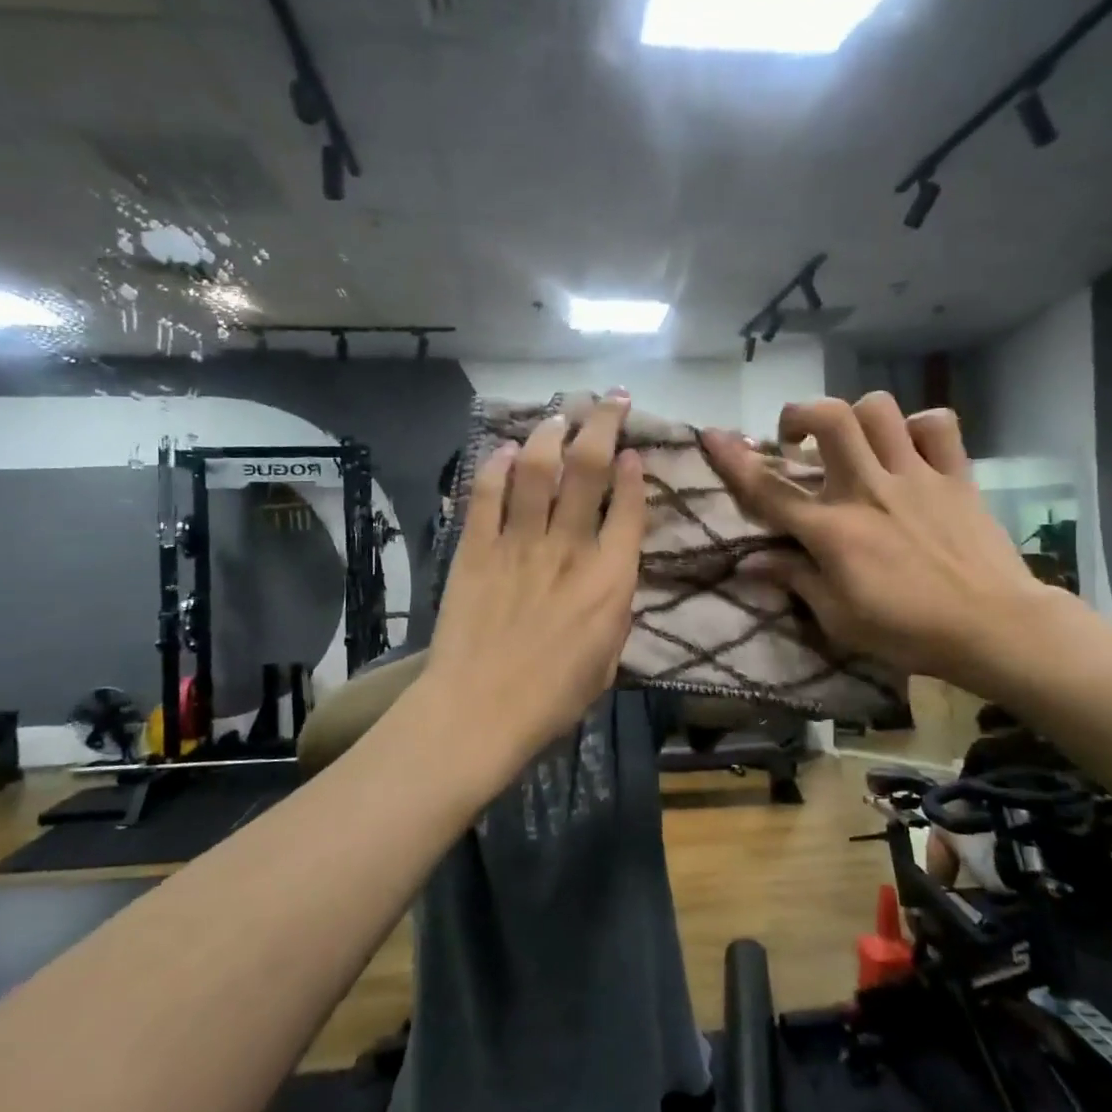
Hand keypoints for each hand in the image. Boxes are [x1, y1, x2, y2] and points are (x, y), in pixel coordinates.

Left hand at [425, 395, 644, 773]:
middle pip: (588, 469)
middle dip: (603, 425)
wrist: (479, 711)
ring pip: (538, 469)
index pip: (630, 509)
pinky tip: (507, 449)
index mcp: (609, 580)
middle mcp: (568, 548)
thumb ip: (615, 609)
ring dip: (551, 432)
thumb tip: (612, 571)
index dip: (634, 474)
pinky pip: (487, 494)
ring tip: (560, 415)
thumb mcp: (608, 660)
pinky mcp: (476, 549)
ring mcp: (519, 543)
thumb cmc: (552, 699)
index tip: (635, 454)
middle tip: (612, 400)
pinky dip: (497, 466)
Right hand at [702, 394, 1063, 690]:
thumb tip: (750, 563)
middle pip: (830, 420)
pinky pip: (938, 424)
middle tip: (796, 438)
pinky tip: (909, 447)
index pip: (769, 489)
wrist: (994, 627)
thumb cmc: (908, 631)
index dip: (734, 459)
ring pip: (879, 410)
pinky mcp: (956, 476)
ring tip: (853, 441)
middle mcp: (869, 489)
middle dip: (801, 414)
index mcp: (833, 529)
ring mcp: (915, 477)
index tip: (712, 434)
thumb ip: (795, 580)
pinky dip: (918, 426)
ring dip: (856, 416)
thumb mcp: (839, 618)